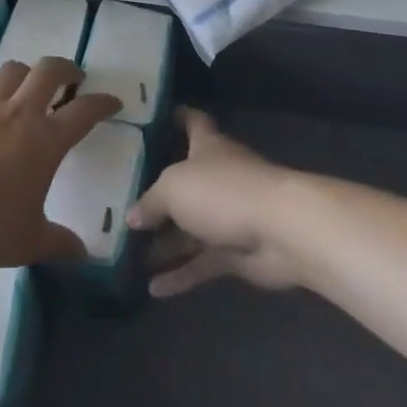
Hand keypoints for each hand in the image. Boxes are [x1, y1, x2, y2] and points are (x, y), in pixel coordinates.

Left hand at [0, 57, 120, 268]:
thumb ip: (59, 244)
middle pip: (47, 71)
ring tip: (28, 86)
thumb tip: (83, 255)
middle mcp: (17, 114)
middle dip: (66, 68)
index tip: (112, 101)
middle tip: (72, 78)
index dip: (102, 103)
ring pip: (10, 72)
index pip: (84, 111)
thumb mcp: (29, 242)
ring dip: (25, 74)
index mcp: (44, 140)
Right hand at [128, 107, 301, 297]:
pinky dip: (181, 275)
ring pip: (191, 230)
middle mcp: (218, 178)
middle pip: (186, 183)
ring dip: (165, 244)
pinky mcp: (237, 253)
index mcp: (207, 148)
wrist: (282, 231)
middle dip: (159, 196)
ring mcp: (229, 217)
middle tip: (124, 205)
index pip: (194, 123)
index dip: (179, 117)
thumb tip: (132, 217)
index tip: (160, 117)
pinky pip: (203, 263)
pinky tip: (153, 289)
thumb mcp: (173, 187)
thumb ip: (150, 201)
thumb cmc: (224, 191)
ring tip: (130, 255)